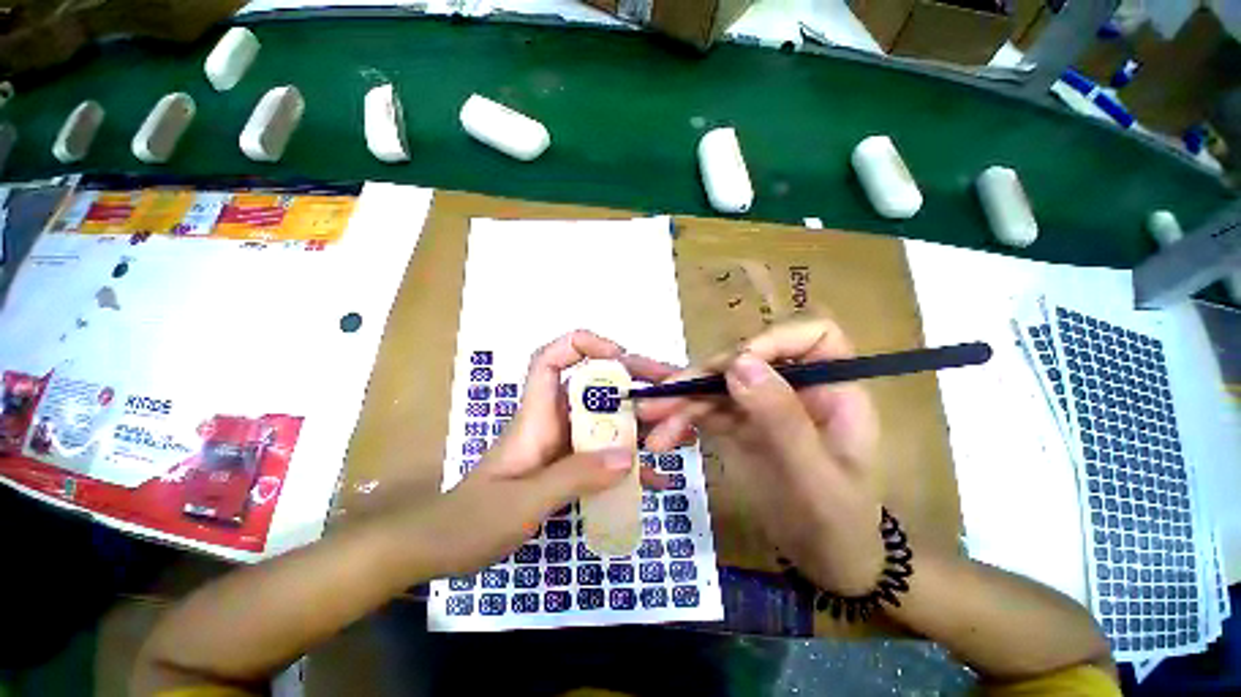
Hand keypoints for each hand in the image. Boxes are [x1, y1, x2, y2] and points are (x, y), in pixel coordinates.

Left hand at [410, 330, 670, 576]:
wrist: (442, 550)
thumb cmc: (470, 522)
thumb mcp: (523, 502)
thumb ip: (573, 478)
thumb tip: (627, 456)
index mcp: (536, 416)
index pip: (551, 359)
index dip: (582, 345)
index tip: (618, 355)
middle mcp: (553, 422)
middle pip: (593, 387)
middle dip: (631, 382)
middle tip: (669, 390)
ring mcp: (563, 446)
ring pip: (605, 421)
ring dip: (639, 423)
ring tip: (676, 432)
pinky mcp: (569, 468)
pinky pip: (605, 456)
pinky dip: (630, 464)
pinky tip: (656, 480)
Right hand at [636, 318, 884, 595]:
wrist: (821, 563)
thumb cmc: (834, 525)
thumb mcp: (813, 477)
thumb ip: (780, 417)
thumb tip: (739, 362)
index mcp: (833, 391)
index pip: (812, 337)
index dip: (771, 341)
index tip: (734, 368)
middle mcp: (796, 388)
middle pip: (748, 360)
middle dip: (703, 377)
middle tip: (663, 397)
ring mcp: (764, 405)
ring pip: (719, 385)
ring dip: (682, 400)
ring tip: (650, 421)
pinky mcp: (741, 424)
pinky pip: (708, 410)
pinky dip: (683, 419)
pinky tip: (663, 436)